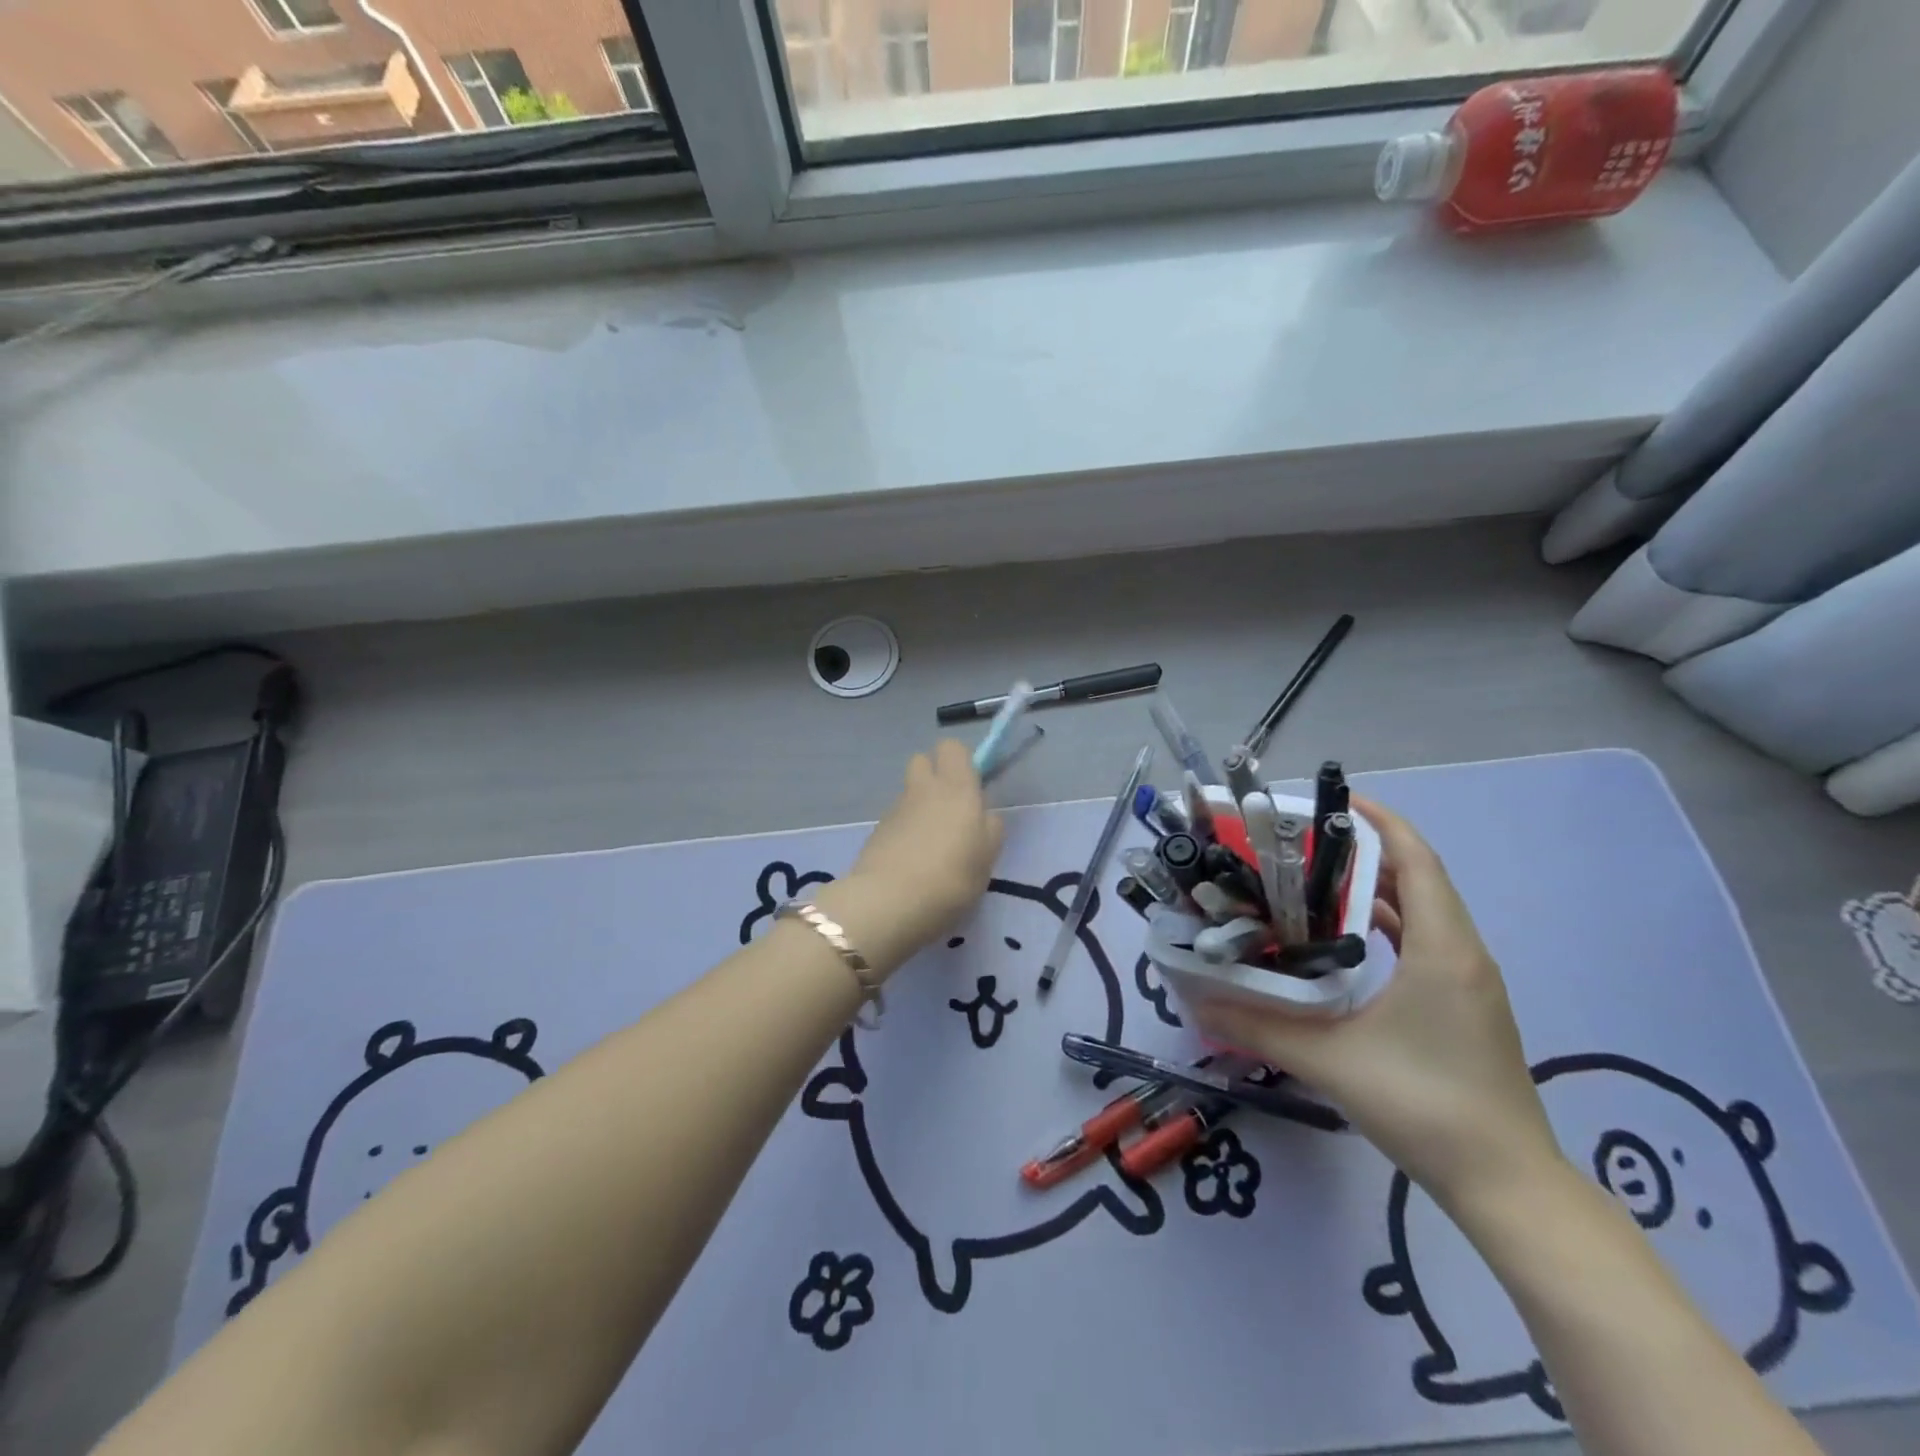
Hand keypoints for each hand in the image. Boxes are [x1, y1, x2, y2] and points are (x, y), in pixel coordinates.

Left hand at [821, 741, 1003, 977]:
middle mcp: (924, 789)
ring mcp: (896, 808)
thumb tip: (984, 815)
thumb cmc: (951, 879)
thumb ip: (990, 829)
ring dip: (919, 806)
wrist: (888, 902)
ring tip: (930, 844)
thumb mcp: (987, 859)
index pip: (952, 747)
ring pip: (909, 792)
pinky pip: (896, 818)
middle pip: (923, 760)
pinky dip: (904, 830)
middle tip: (949, 811)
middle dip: (934, 776)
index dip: (961, 762)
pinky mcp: (876, 830)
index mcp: (957, 788)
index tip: (971, 788)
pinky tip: (910, 860)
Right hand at [1192, 796, 1564, 1212]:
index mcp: (1443, 949)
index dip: (1380, 821)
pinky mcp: (1464, 1005)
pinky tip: (1344, 937)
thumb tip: (1199, 999)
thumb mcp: (1332, 1060)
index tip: (1332, 800)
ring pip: (1423, 911)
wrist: (1507, 1186)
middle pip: (1418, 878)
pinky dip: (1387, 923)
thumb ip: (1261, 1026)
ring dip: (1375, 887)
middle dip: (1364, 850)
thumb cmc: (1426, 1106)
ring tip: (1312, 879)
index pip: (1417, 860)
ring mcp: (1468, 981)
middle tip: (1301, 842)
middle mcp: (1463, 953)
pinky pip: (1425, 941)